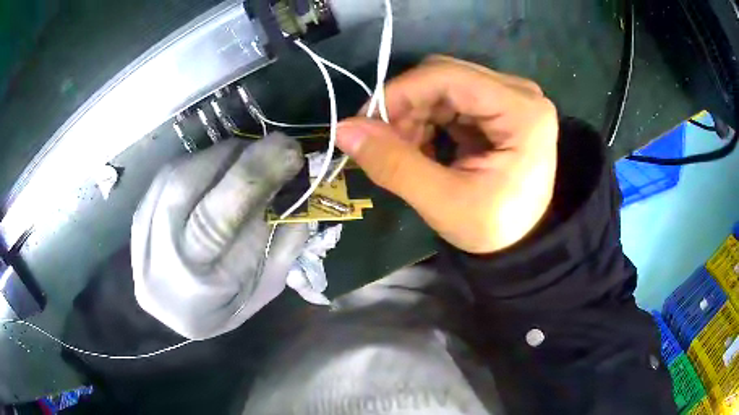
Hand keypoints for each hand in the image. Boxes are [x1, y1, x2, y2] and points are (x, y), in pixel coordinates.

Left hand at [131, 134, 308, 339]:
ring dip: (226, 157)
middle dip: (244, 161)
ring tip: (252, 160)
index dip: (256, 181)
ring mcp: (145, 227)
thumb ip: (283, 243)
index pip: (221, 223)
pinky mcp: (140, 207)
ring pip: (183, 172)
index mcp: (199, 285)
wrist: (168, 308)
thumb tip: (299, 190)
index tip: (292, 154)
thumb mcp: (263, 288)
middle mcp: (162, 253)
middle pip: (193, 190)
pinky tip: (222, 170)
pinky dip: (206, 162)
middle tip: (281, 145)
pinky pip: (175, 170)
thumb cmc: (223, 306)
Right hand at [336, 56, 558, 253]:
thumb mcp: (444, 203)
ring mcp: (510, 97)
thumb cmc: (493, 227)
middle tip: (383, 145)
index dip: (399, 93)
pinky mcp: (498, 106)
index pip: (447, 77)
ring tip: (403, 152)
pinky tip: (421, 148)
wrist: (520, 243)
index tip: (364, 123)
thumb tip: (343, 129)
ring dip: (413, 114)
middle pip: (444, 77)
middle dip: (405, 107)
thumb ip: (395, 165)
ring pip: (442, 86)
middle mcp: (519, 93)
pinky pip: (450, 99)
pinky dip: (427, 120)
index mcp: (521, 111)